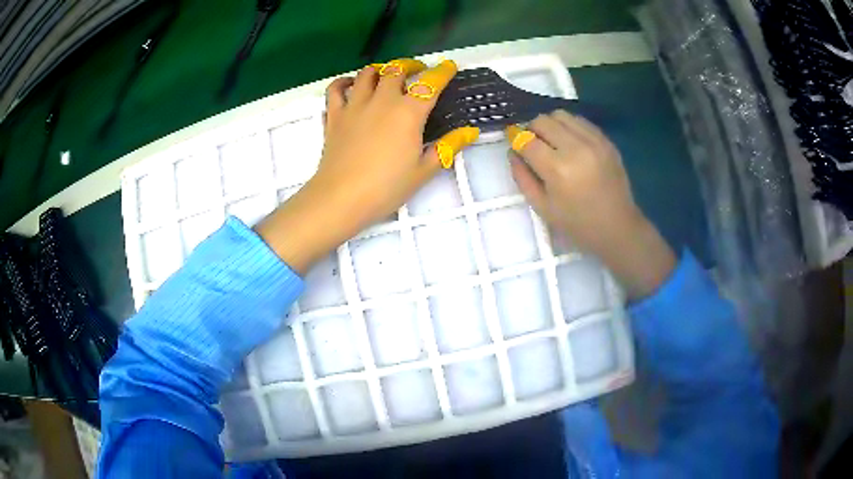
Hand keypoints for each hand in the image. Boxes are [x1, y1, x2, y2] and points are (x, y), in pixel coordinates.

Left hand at [256, 59, 478, 274]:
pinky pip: (336, 88)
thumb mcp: (424, 171)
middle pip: (397, 69)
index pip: (430, 83)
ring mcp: (355, 105)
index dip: (442, 72)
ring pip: (367, 73)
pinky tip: (351, 85)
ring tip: (387, 75)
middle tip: (418, 71)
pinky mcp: (335, 115)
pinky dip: (344, 82)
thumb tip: (470, 131)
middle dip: (411, 65)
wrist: (341, 198)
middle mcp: (382, 100)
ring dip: (381, 69)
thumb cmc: (386, 187)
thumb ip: (448, 147)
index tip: (449, 66)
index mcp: (408, 112)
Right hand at [506, 111, 675, 299]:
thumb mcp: (542, 207)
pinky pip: (580, 121)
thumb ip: (522, 177)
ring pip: (561, 115)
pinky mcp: (606, 140)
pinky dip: (569, 127)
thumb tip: (513, 151)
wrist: (617, 227)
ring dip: (550, 125)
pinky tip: (570, 143)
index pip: (527, 140)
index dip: (516, 139)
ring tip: (552, 142)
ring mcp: (594, 141)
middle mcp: (576, 148)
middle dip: (532, 130)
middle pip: (543, 121)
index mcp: (557, 170)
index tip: (514, 143)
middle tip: (533, 145)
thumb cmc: (577, 224)